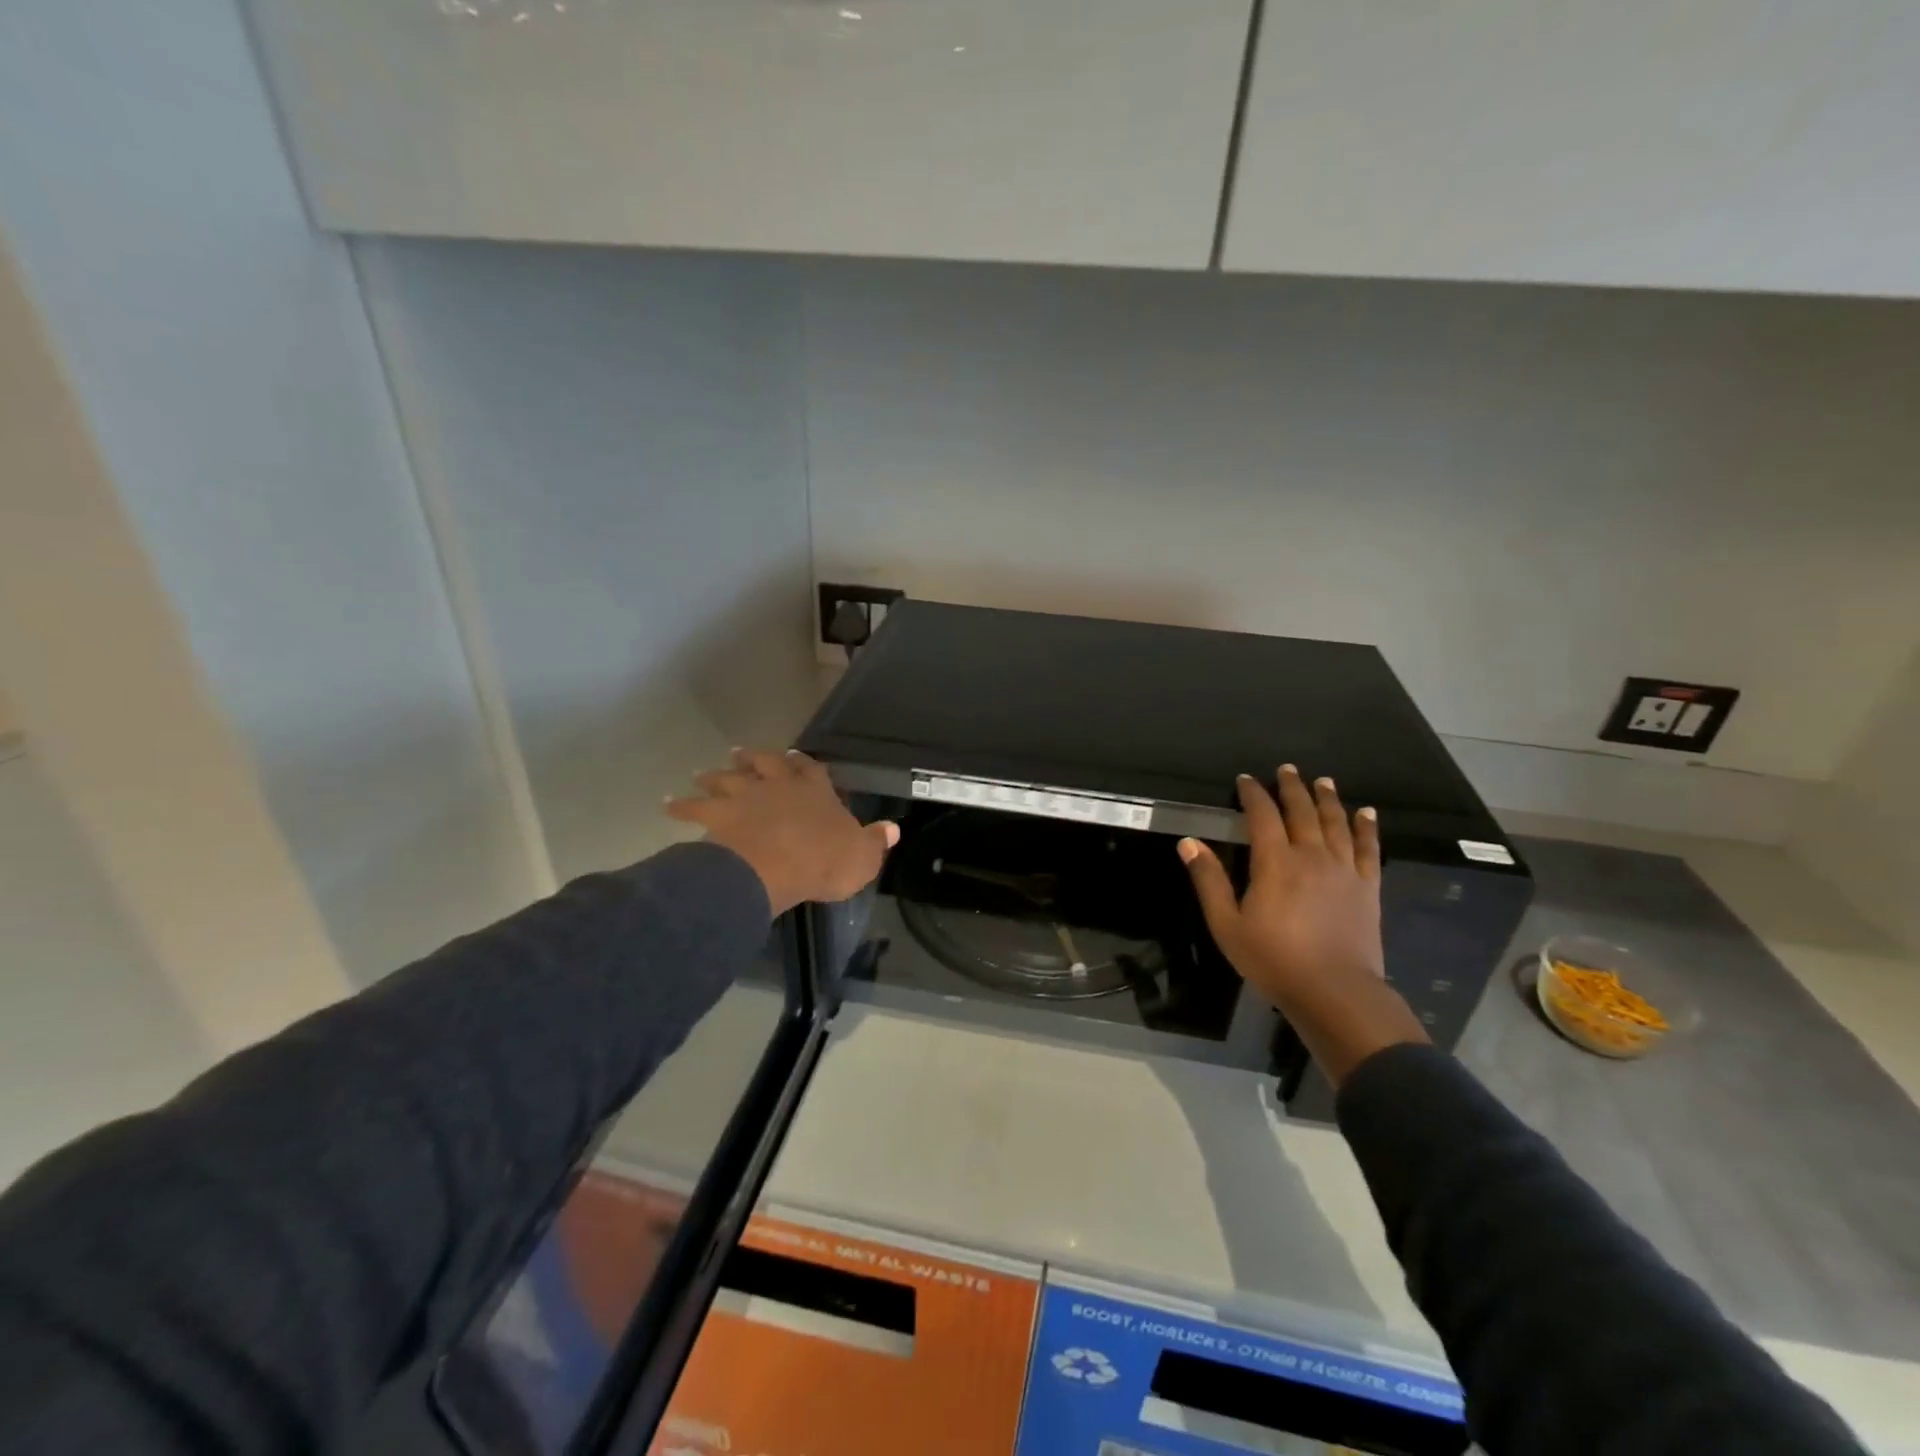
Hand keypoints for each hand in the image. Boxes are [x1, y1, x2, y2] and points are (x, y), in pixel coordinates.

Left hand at [666, 749, 898, 916]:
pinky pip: (692, 808)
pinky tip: (666, 803)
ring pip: (726, 778)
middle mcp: (777, 785)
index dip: (803, 764)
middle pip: (763, 763)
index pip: (810, 769)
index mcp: (814, 790)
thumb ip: (875, 841)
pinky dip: (679, 805)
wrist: (773, 867)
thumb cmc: (823, 861)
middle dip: (754, 758)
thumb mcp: (862, 856)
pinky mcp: (715, 816)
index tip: (794, 757)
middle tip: (741, 752)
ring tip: (704, 771)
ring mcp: (743, 797)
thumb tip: (893, 829)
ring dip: (715, 775)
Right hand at [1179, 765, 1427, 1086]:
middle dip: (1292, 787)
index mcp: (1275, 862)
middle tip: (1287, 769)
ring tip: (1324, 781)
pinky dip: (1367, 827)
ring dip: (1328, 799)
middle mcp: (1311, 856)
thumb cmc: (1273, 959)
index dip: (1253, 794)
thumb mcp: (1227, 924)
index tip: (1246, 780)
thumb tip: (1188, 842)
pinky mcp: (1367, 887)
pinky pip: (1368, 848)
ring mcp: (1344, 869)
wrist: (1335, 991)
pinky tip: (1367, 813)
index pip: (1262, 815)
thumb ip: (1209, 880)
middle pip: (1301, 811)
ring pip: (1336, 823)